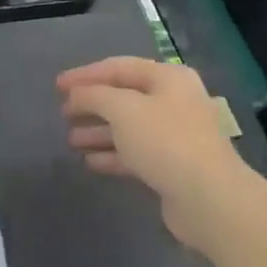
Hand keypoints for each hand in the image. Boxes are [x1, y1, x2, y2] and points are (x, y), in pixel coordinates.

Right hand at [57, 57, 250, 249]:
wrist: (209, 198)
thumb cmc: (165, 141)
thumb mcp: (123, 109)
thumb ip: (94, 96)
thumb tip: (77, 95)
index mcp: (168, 78)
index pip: (119, 67)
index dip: (86, 74)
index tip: (57, 85)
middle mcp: (174, 101)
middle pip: (124, 97)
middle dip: (92, 104)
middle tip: (63, 113)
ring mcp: (175, 136)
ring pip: (128, 128)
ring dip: (99, 131)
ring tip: (70, 139)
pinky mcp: (172, 167)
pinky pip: (135, 154)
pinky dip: (112, 154)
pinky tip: (89, 161)